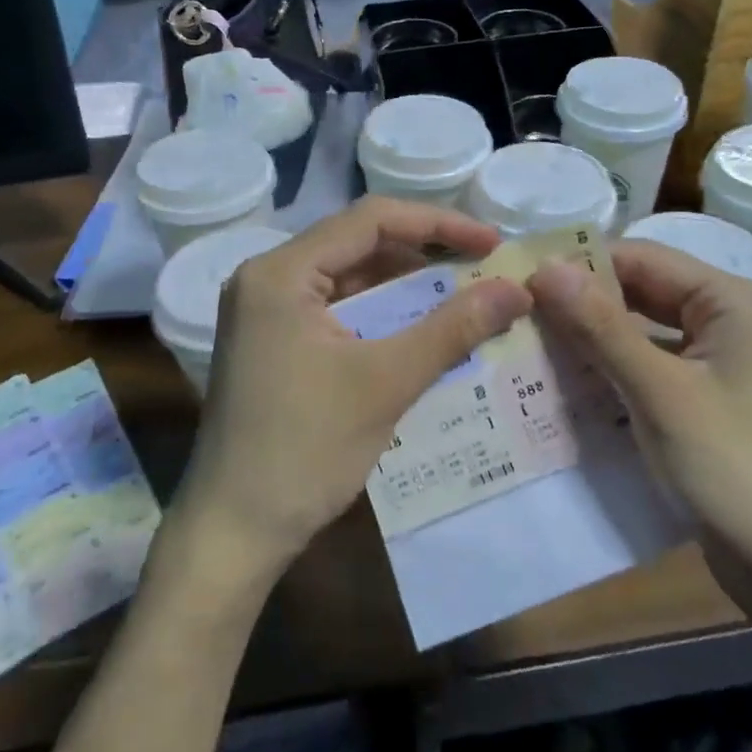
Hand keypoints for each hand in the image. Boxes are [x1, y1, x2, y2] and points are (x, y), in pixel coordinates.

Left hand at [173, 199, 531, 586]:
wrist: (234, 531)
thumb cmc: (305, 450)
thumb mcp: (386, 382)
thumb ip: (453, 328)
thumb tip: (518, 290)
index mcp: (280, 272)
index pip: (370, 220)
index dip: (438, 224)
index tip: (492, 244)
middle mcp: (266, 279)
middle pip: (357, 244)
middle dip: (423, 254)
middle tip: (482, 270)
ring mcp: (264, 313)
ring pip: (347, 279)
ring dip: (404, 287)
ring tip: (462, 298)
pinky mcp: (272, 343)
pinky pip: (335, 311)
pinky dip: (379, 315)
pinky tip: (419, 332)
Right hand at [528, 240, 751, 605]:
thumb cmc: (735, 471)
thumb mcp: (659, 394)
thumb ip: (601, 326)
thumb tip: (545, 266)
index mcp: (734, 301)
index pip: (642, 258)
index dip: (580, 266)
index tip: (519, 284)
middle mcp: (734, 320)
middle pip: (645, 293)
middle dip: (584, 305)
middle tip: (517, 318)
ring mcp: (727, 363)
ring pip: (646, 332)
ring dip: (595, 341)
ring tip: (531, 348)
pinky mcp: (716, 400)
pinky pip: (656, 368)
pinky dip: (617, 373)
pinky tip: (571, 386)